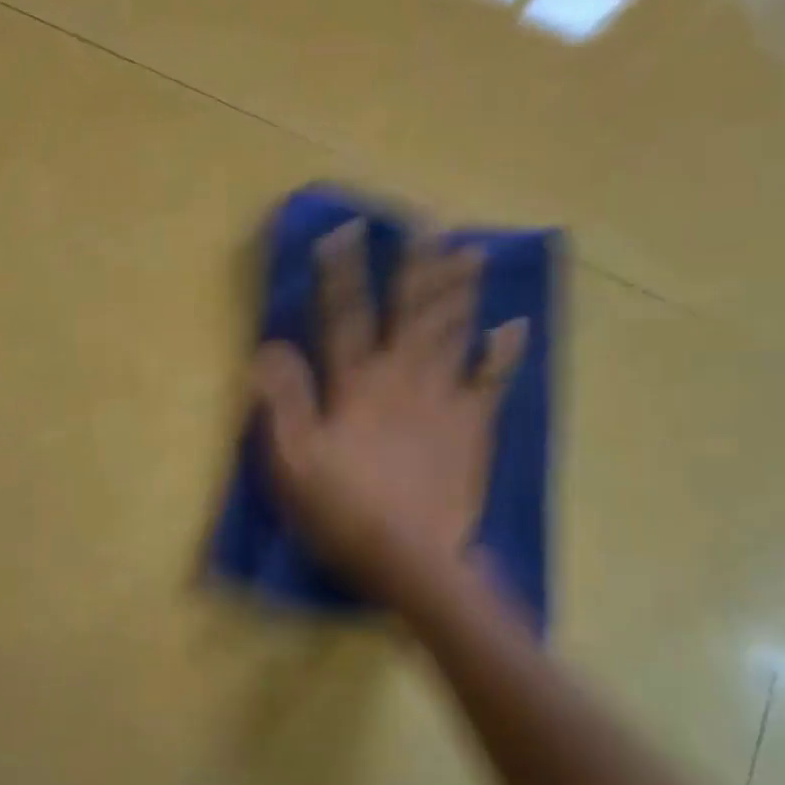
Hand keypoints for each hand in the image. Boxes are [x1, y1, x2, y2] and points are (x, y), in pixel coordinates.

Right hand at [253, 220, 526, 601]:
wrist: (413, 560)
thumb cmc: (342, 511)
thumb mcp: (292, 461)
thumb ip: (283, 401)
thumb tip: (269, 347)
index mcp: (356, 386)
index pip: (344, 317)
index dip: (342, 273)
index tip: (345, 232)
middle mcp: (402, 379)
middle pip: (410, 313)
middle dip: (415, 267)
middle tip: (426, 224)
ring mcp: (443, 401)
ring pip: (452, 334)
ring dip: (459, 291)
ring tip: (468, 252)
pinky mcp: (472, 428)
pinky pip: (490, 382)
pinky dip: (503, 352)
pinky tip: (515, 325)